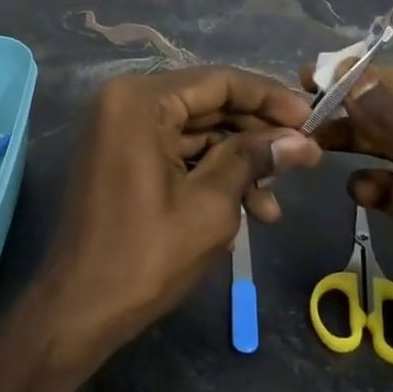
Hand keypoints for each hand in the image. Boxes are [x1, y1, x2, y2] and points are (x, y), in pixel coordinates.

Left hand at [36, 67, 321, 354]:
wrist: (79, 309)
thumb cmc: (145, 255)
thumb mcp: (211, 205)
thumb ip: (255, 160)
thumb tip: (304, 141)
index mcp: (140, 101)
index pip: (219, 82)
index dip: (270, 98)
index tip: (313, 119)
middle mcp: (125, 103)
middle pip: (208, 105)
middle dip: (257, 136)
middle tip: (304, 158)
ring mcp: (121, 131)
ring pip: (196, 133)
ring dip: (238, 164)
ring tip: (274, 206)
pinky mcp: (123, 158)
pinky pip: (176, 152)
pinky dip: (211, 175)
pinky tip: (247, 209)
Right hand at [309, 64, 392, 391]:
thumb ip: (389, 117)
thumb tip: (347, 71)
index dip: (366, 79)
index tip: (313, 76)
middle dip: (357, 115)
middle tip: (306, 112)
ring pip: (392, 147)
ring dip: (357, 146)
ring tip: (315, 145)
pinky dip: (374, 185)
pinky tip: (359, 193)